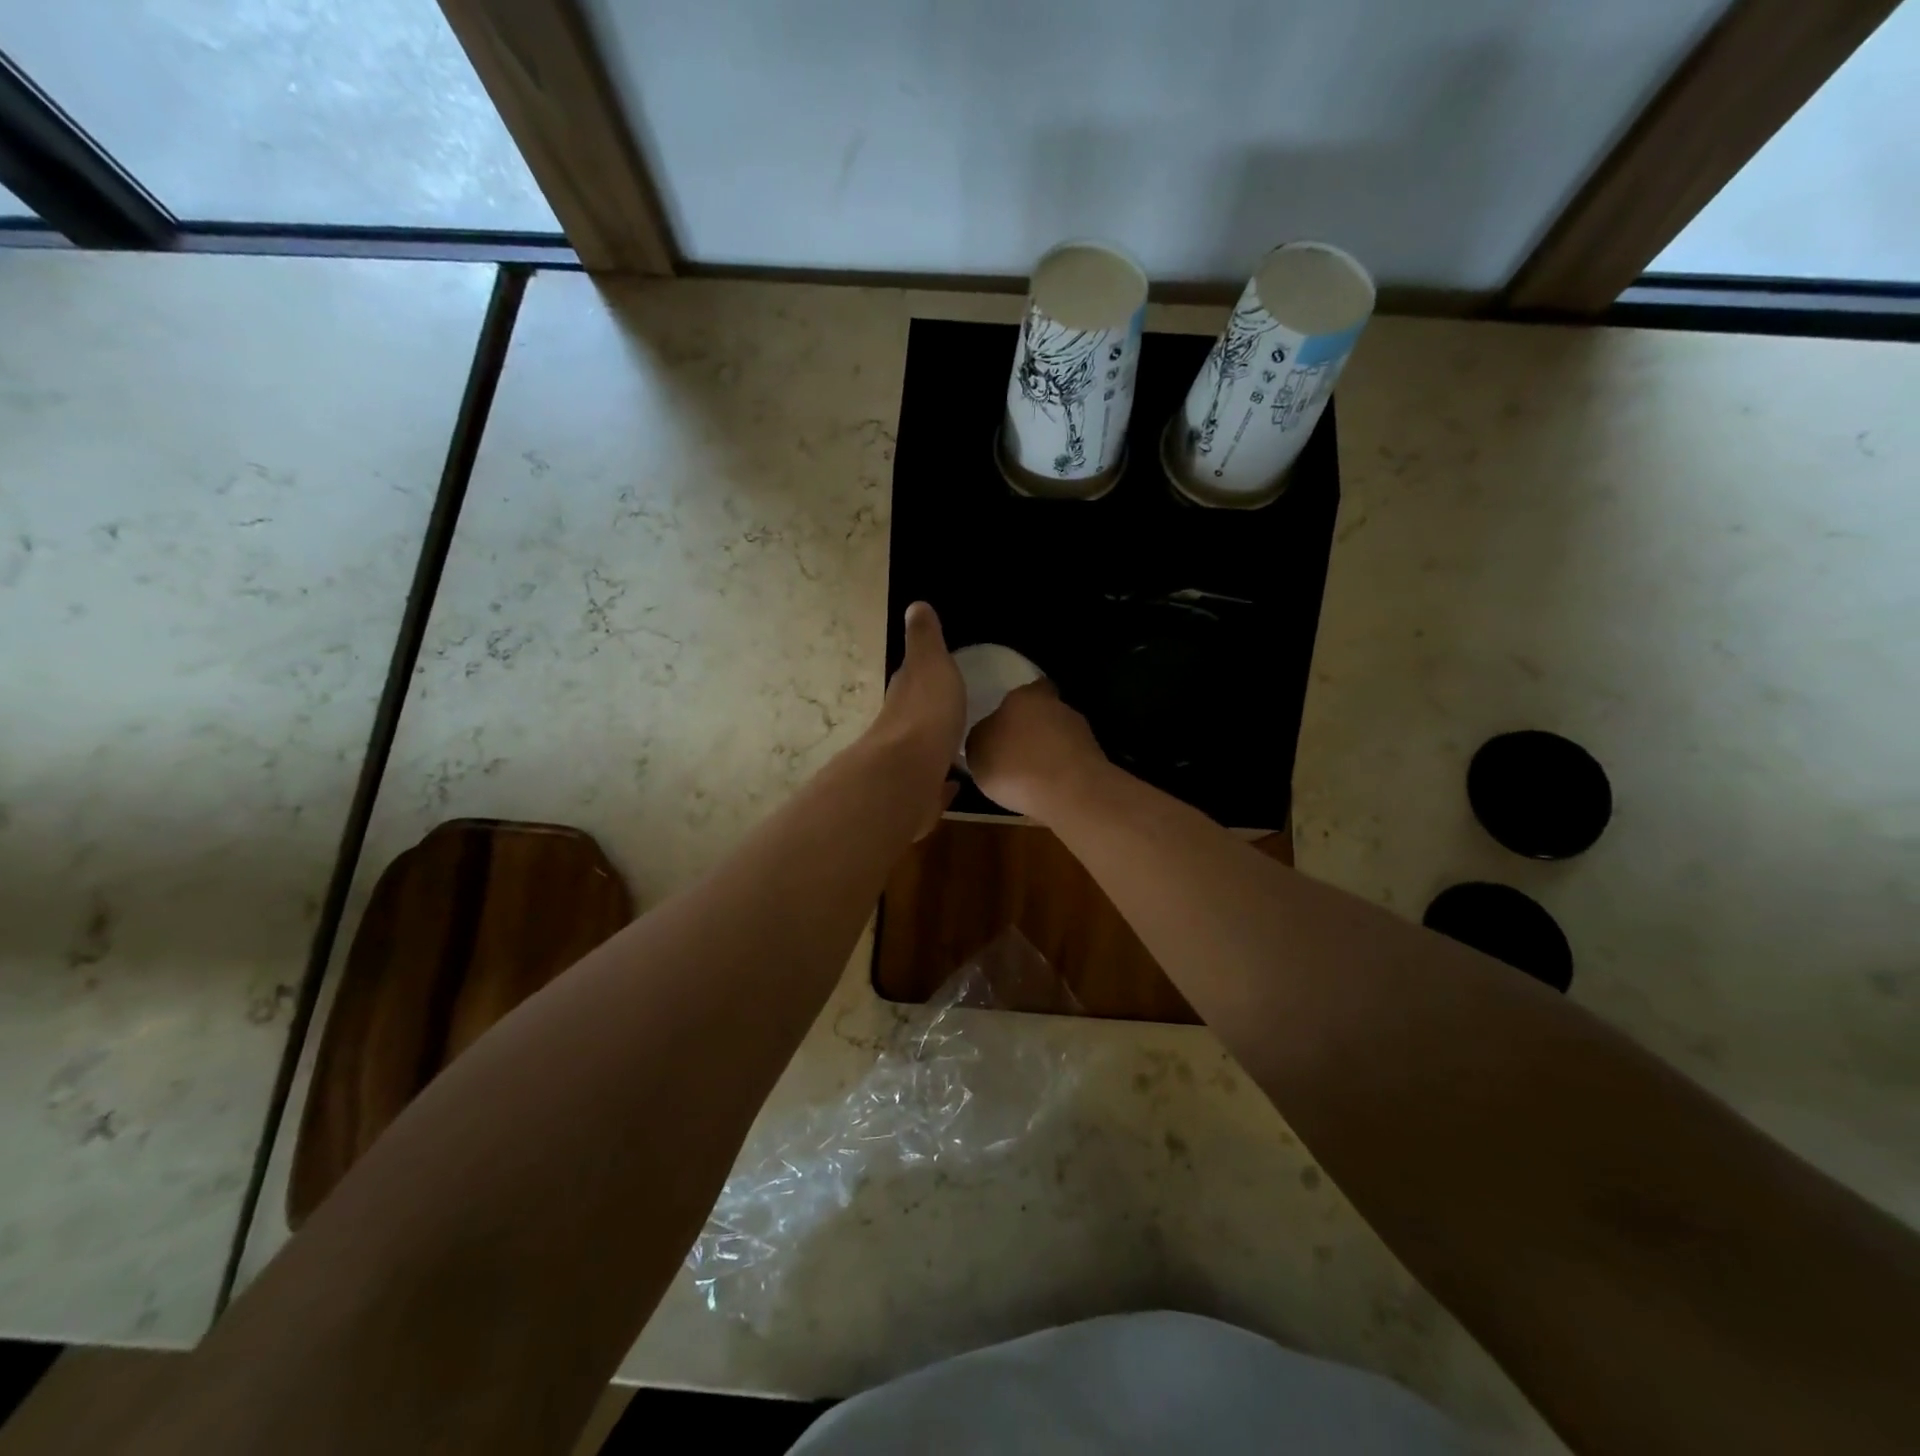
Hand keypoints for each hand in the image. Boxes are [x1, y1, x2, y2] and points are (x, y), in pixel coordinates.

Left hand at [868, 602, 964, 837]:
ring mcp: (905, 766)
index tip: (937, 673)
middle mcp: (899, 730)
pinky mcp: (915, 797)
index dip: (921, 675)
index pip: (910, 680)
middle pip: (913, 718)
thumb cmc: (925, 713)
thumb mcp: (930, 663)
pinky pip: (931, 788)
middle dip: (927, 716)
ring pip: (920, 754)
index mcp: (905, 696)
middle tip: (952, 714)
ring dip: (934, 750)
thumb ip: (925, 639)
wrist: (907, 774)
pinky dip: (940, 786)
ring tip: (957, 749)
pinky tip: (954, 787)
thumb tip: (915, 606)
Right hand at [965, 679, 1112, 823]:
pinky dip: (1059, 772)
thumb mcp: (977, 751)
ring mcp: (1081, 732)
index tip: (1003, 726)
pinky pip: (1069, 762)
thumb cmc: (1014, 765)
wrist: (1070, 794)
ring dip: (1047, 753)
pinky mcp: (1096, 759)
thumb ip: (981, 736)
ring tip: (1029, 778)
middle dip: (1031, 731)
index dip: (1013, 708)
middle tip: (1013, 753)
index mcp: (1024, 695)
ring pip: (1058, 738)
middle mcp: (1057, 706)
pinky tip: (1047, 790)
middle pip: (1041, 714)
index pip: (1022, 691)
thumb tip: (989, 734)